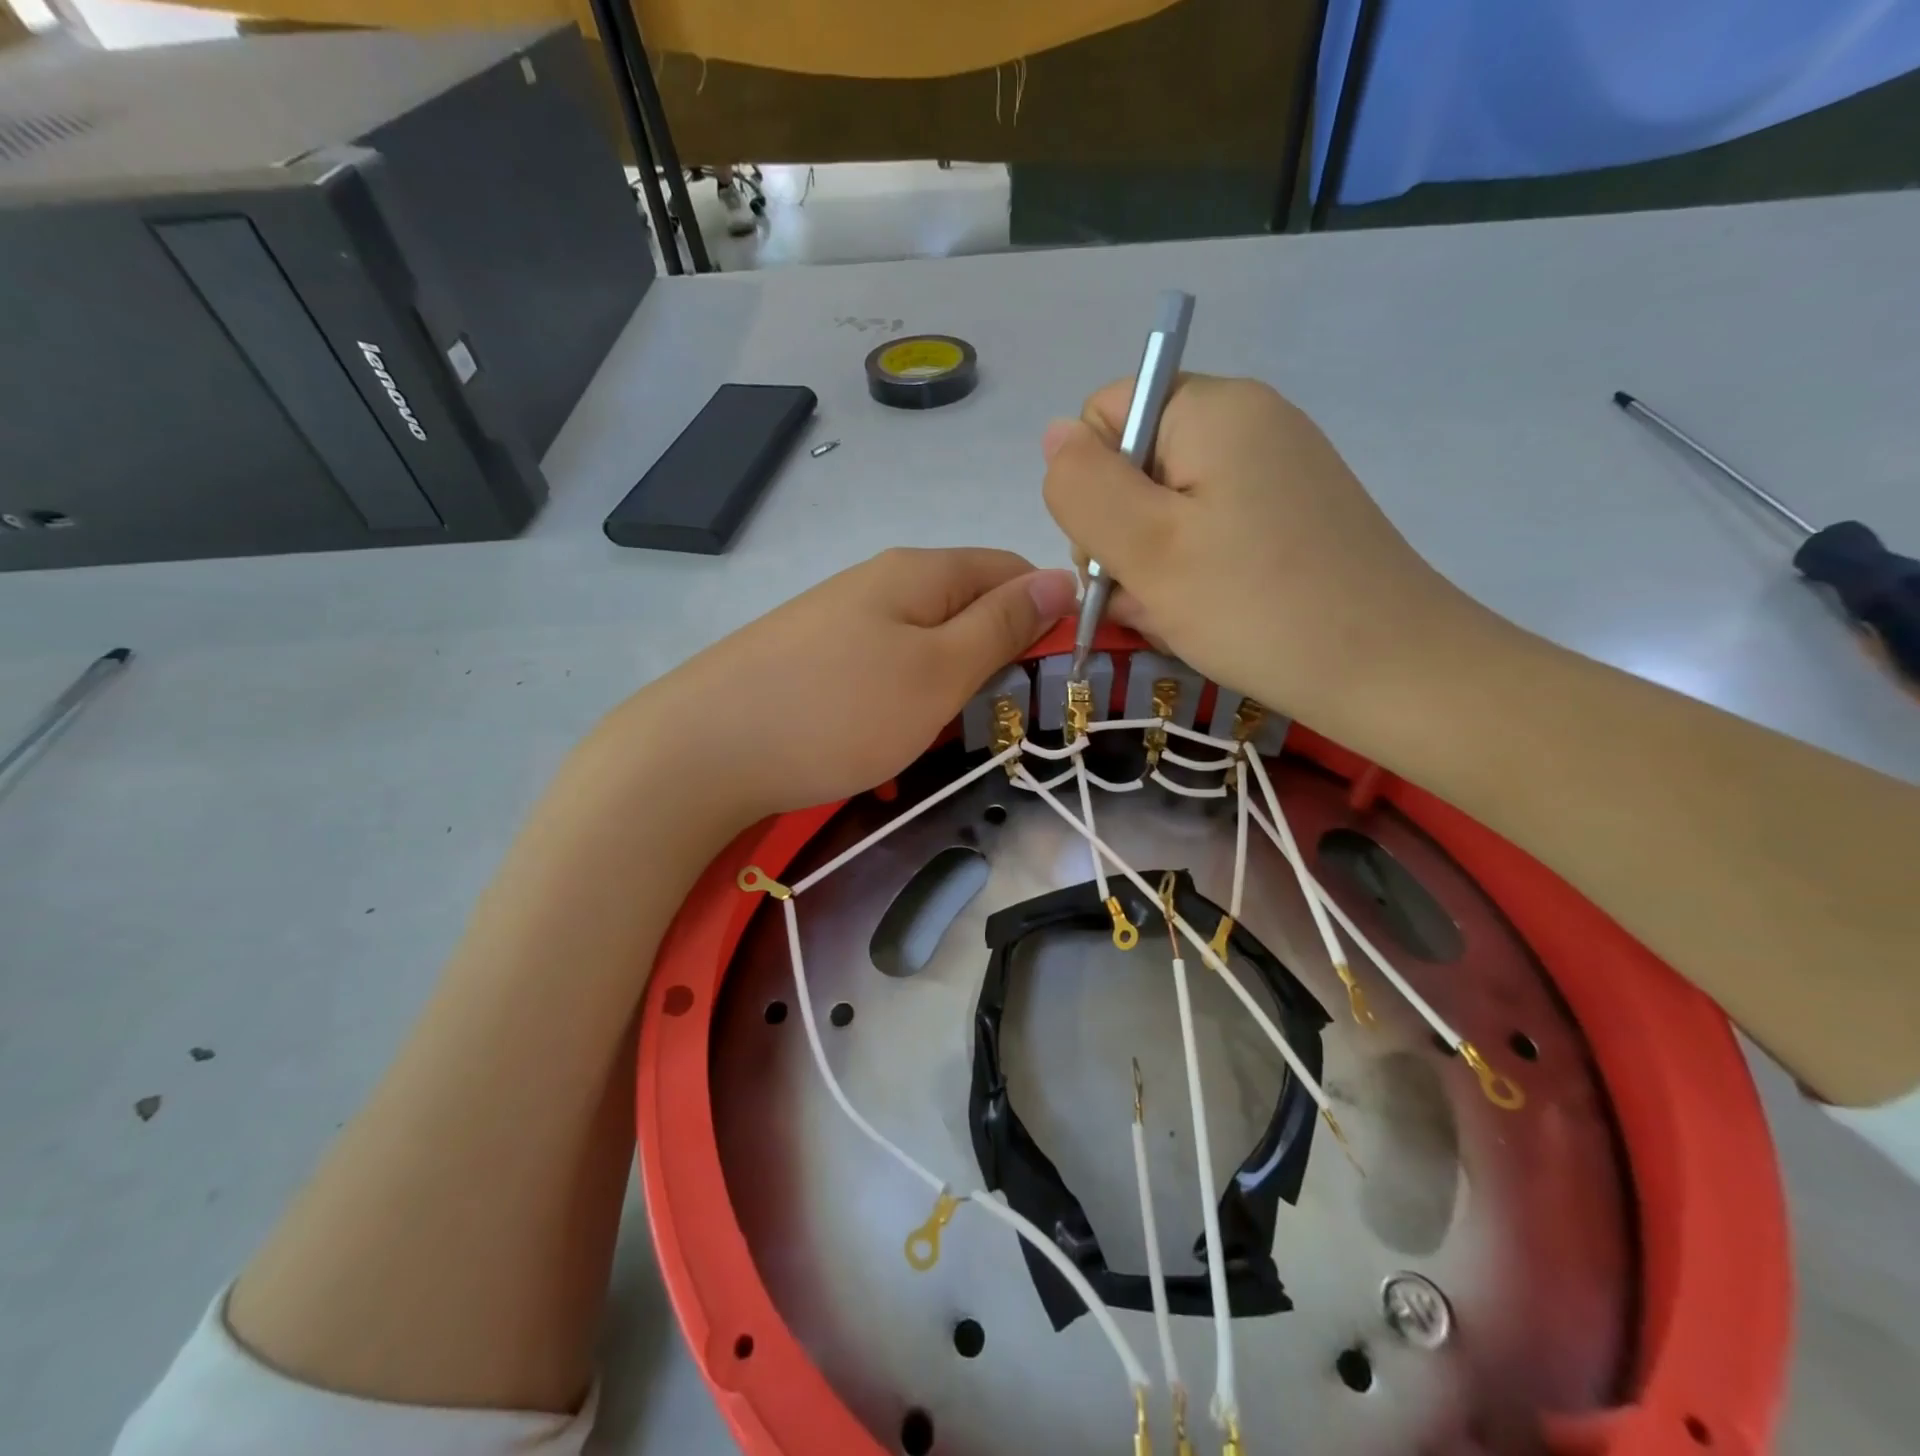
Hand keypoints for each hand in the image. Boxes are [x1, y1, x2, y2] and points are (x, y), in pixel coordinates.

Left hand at [620, 548, 1076, 820]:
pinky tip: (889, 744)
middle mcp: (879, 582)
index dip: (1046, 614)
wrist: (703, 750)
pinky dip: (901, 705)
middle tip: (1000, 720)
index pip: (1010, 569)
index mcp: (920, 572)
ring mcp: (840, 619)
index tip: (1059, 675)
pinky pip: (882, 671)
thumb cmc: (838, 711)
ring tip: (944, 740)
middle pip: (966, 607)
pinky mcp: (812, 658)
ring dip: (948, 690)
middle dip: (995, 659)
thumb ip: (1002, 625)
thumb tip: (1061, 578)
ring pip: (925, 645)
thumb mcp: (938, 670)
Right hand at [1041, 373, 1493, 739]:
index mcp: (1212, 408)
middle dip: (1122, 537)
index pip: (1104, 416)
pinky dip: (1192, 579)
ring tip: (1180, 619)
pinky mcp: (1289, 520)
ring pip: (1167, 514)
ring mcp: (1273, 475)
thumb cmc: (1257, 606)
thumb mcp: (1146, 547)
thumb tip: (1054, 436)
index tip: (1116, 549)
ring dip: (1153, 569)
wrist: (1391, 672)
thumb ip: (1083, 487)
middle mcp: (1247, 425)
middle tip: (1149, 597)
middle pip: (1135, 467)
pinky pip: (1208, 538)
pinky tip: (1205, 620)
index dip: (1091, 484)